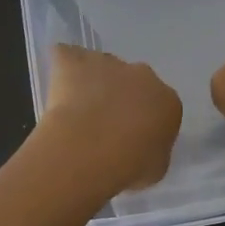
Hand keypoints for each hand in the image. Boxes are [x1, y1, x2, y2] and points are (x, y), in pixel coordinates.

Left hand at [40, 44, 182, 195]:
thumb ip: (154, 150)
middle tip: (105, 126)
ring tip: (78, 113)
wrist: (89, 149)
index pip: (161, 107)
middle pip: (133, 82)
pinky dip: (64, 66)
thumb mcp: (155, 169)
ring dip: (94, 83)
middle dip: (121, 97)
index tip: (132, 140)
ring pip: (102, 68)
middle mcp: (142, 75)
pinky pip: (68, 56)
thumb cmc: (128, 166)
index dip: (145, 122)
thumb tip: (144, 145)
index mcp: (167, 100)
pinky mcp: (75, 60)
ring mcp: (108, 63)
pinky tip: (58, 84)